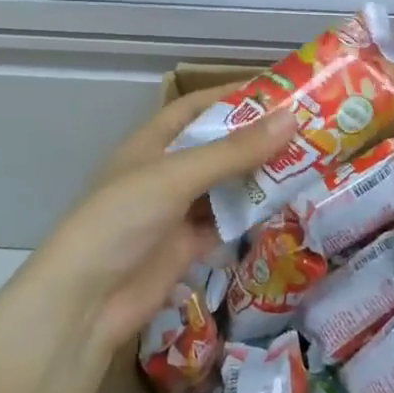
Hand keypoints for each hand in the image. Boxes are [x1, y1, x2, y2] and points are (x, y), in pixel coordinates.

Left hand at [28, 84, 293, 347]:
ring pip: (226, 184)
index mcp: (152, 143)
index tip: (276, 91)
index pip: (195, 107)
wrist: (87, 301)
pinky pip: (227, 221)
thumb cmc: (123, 219)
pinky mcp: (188, 245)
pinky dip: (252, 213)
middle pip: (217, 146)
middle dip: (255, 138)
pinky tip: (284, 204)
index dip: (231, 96)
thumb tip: (291, 119)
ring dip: (258, 176)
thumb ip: (234, 151)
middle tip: (305, 128)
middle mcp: (166, 172)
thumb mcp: (177, 176)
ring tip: (306, 161)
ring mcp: (177, 210)